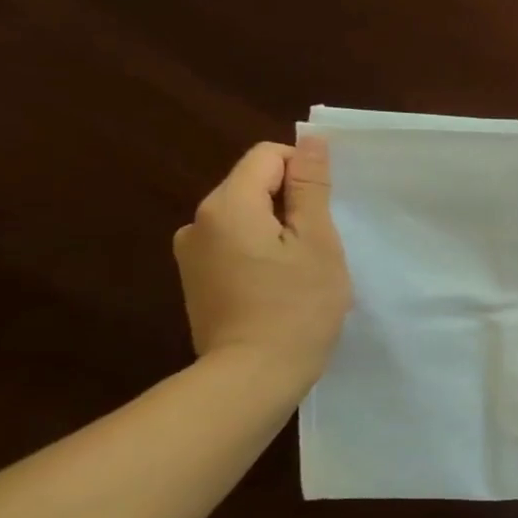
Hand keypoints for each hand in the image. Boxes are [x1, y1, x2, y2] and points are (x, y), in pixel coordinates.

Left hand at [173, 137, 351, 393]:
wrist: (253, 375)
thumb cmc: (297, 306)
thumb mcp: (317, 242)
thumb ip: (311, 187)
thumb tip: (310, 141)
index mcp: (228, 204)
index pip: (267, 156)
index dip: (304, 174)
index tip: (326, 212)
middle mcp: (198, 221)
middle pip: (253, 186)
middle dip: (291, 205)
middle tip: (320, 247)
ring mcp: (191, 253)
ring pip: (245, 218)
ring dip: (276, 231)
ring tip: (300, 271)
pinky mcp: (195, 281)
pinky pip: (233, 246)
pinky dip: (259, 253)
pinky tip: (277, 288)